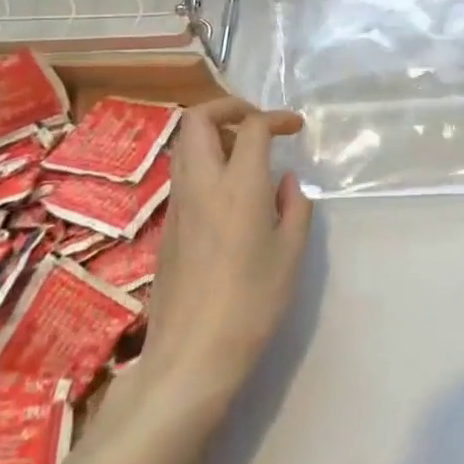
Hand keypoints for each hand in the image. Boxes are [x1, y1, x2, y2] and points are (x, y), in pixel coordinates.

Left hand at [130, 98, 310, 411]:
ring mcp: (178, 204)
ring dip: (214, 135)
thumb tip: (285, 182)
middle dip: (228, 108)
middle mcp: (201, 184)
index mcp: (238, 185)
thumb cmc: (252, 303)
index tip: (295, 128)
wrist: (191, 355)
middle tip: (257, 124)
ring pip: (185, 145)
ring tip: (247, 156)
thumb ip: (294, 207)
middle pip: (198, 119)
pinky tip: (231, 193)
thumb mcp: (290, 254)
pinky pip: (183, 174)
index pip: (252, 127)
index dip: (276, 118)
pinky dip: (205, 163)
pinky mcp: (167, 226)